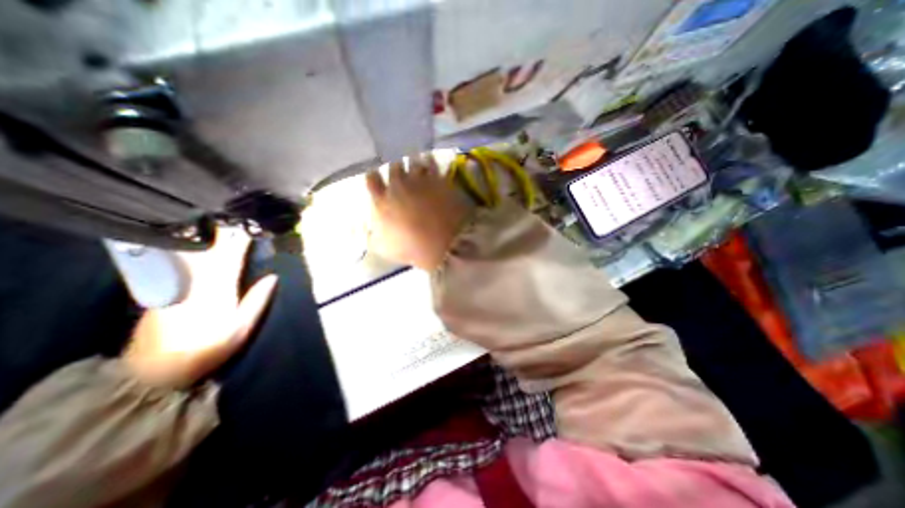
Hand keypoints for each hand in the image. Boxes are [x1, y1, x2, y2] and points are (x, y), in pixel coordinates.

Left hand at [124, 230, 277, 389]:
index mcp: (217, 289)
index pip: (231, 255)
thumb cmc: (209, 349)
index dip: (241, 238)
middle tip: (235, 215)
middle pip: (208, 248)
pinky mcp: (163, 288)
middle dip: (223, 230)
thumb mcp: (241, 329)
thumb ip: (257, 300)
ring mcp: (175, 283)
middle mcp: (194, 281)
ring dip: (206, 235)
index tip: (251, 224)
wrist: (153, 371)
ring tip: (219, 221)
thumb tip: (272, 276)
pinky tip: (198, 240)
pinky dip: (191, 246)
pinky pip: (180, 260)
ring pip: (191, 251)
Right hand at [365, 154, 474, 271]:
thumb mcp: (385, 249)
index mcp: (382, 200)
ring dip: (414, 162)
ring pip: (413, 161)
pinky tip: (431, 162)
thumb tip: (366, 229)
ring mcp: (420, 180)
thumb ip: (371, 237)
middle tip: (403, 173)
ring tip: (417, 164)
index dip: (375, 177)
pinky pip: (432, 163)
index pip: (372, 179)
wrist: (445, 244)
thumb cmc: (412, 249)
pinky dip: (430, 161)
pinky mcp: (439, 179)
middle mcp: (398, 185)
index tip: (379, 178)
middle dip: (397, 168)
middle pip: (394, 166)